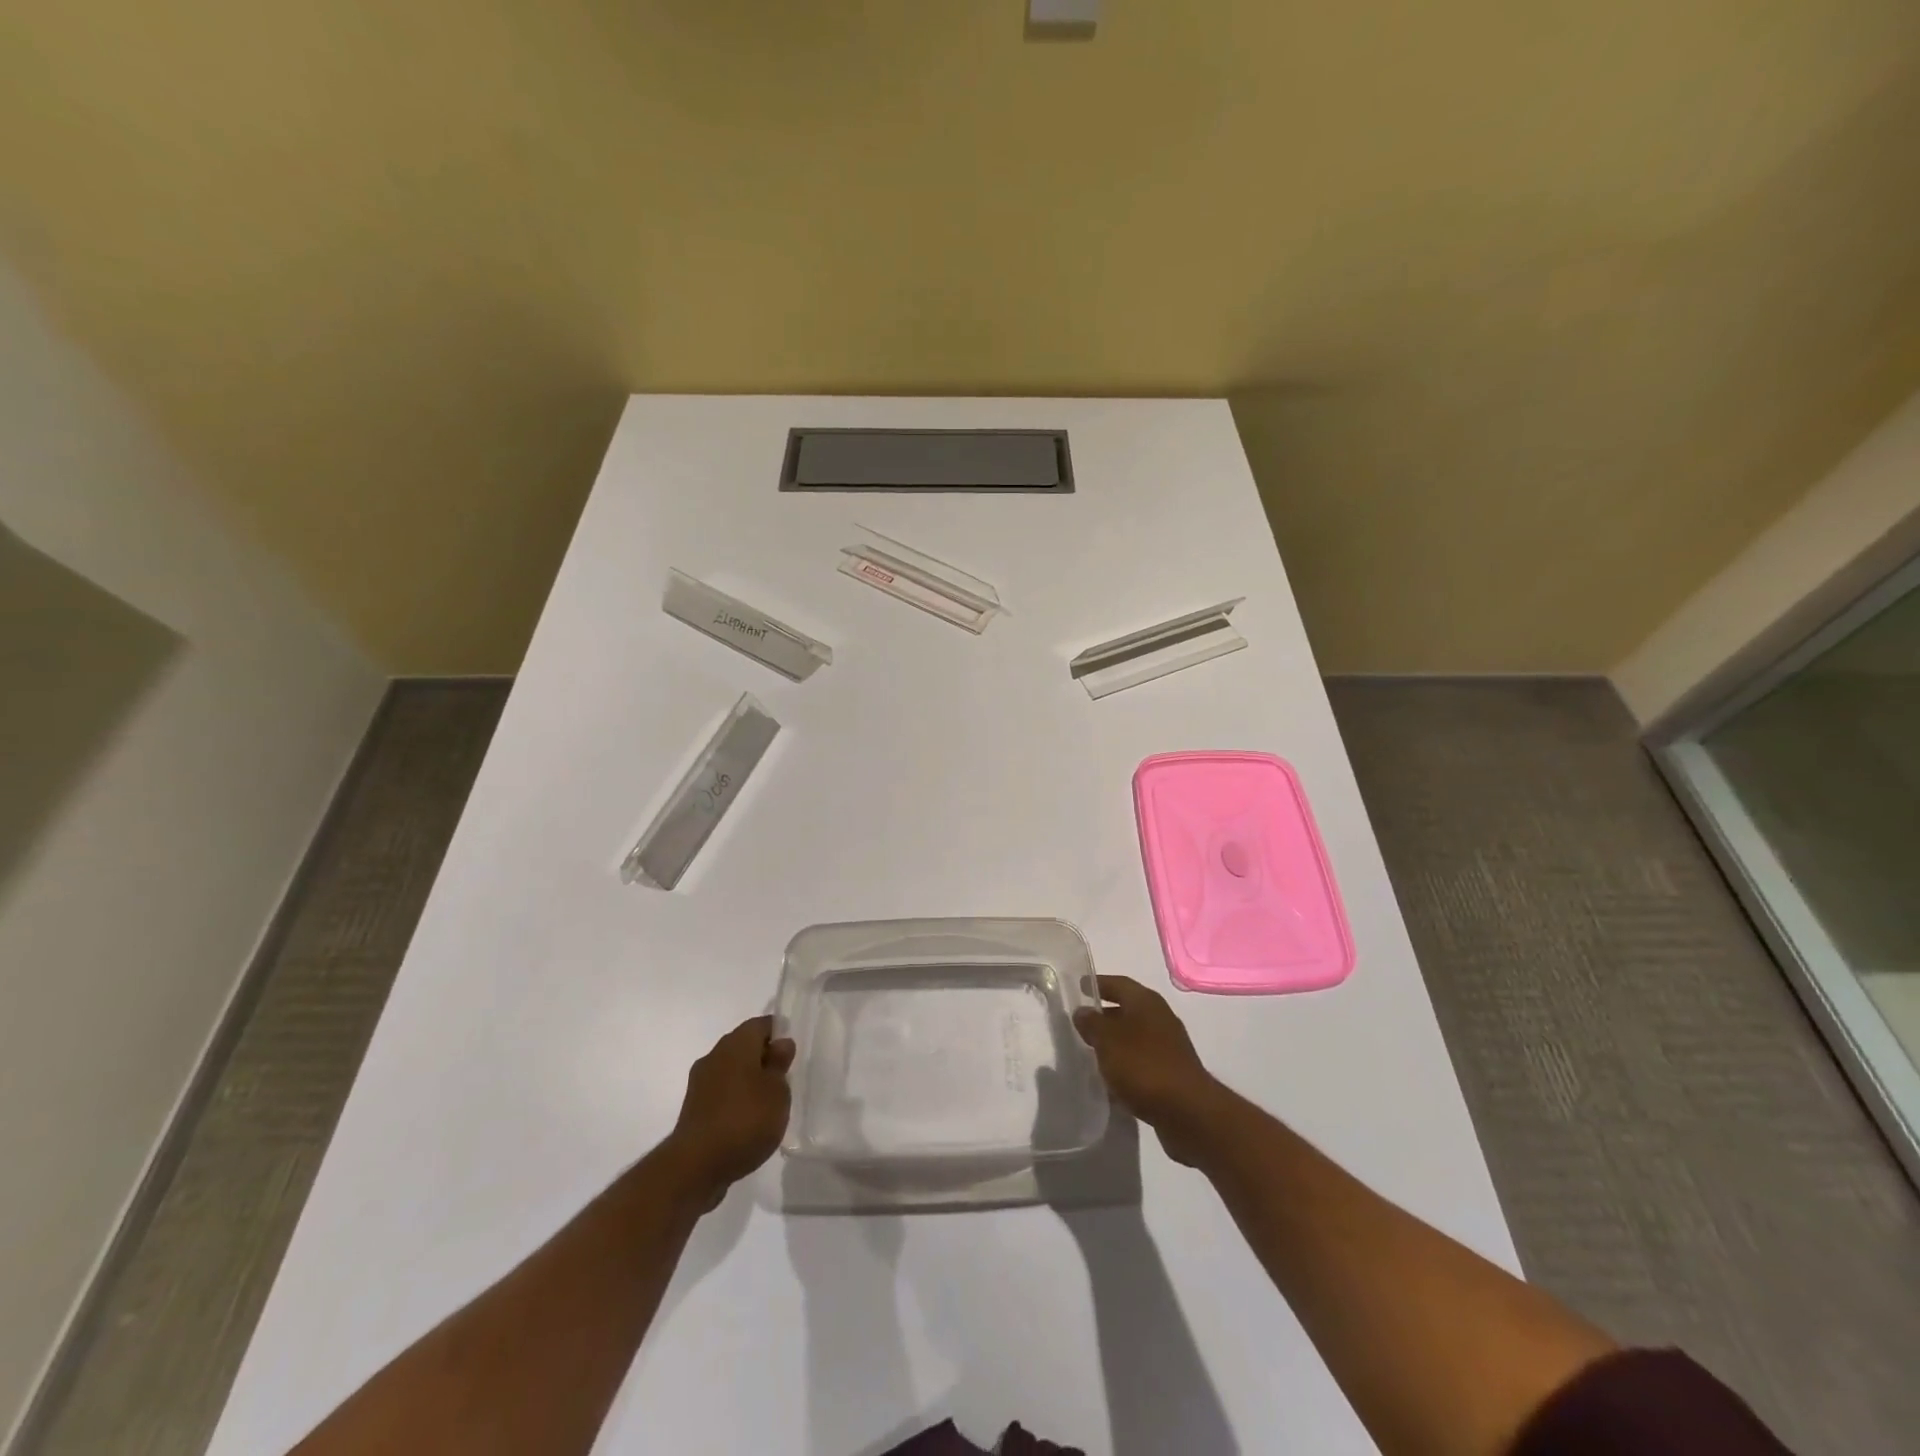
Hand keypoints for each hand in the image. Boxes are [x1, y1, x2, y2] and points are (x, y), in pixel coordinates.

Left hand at [661, 1015, 795, 1209]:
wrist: (696, 1166)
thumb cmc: (745, 1119)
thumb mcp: (778, 1091)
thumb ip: (780, 1065)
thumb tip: (780, 1044)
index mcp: (736, 1044)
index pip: (760, 1024)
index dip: (778, 1032)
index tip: (791, 1051)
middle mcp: (715, 1056)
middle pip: (743, 1046)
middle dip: (762, 1057)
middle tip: (783, 1077)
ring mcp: (700, 1084)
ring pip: (730, 1070)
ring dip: (747, 1080)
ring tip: (768, 1102)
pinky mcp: (693, 1110)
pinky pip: (720, 1093)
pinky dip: (734, 1100)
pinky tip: (747, 1121)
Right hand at [1073, 976, 1225, 1167]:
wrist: (1188, 1112)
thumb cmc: (1143, 1066)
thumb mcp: (1108, 1040)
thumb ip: (1092, 1023)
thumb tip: (1082, 1011)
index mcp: (1146, 1002)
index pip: (1119, 983)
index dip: (1098, 983)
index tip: (1079, 986)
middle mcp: (1160, 1018)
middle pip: (1128, 1009)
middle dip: (1105, 1014)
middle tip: (1081, 1022)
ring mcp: (1169, 1046)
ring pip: (1134, 1036)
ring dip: (1115, 1041)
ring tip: (1091, 1051)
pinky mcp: (1172, 1073)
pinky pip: (1142, 1060)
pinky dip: (1126, 1064)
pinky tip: (1111, 1078)